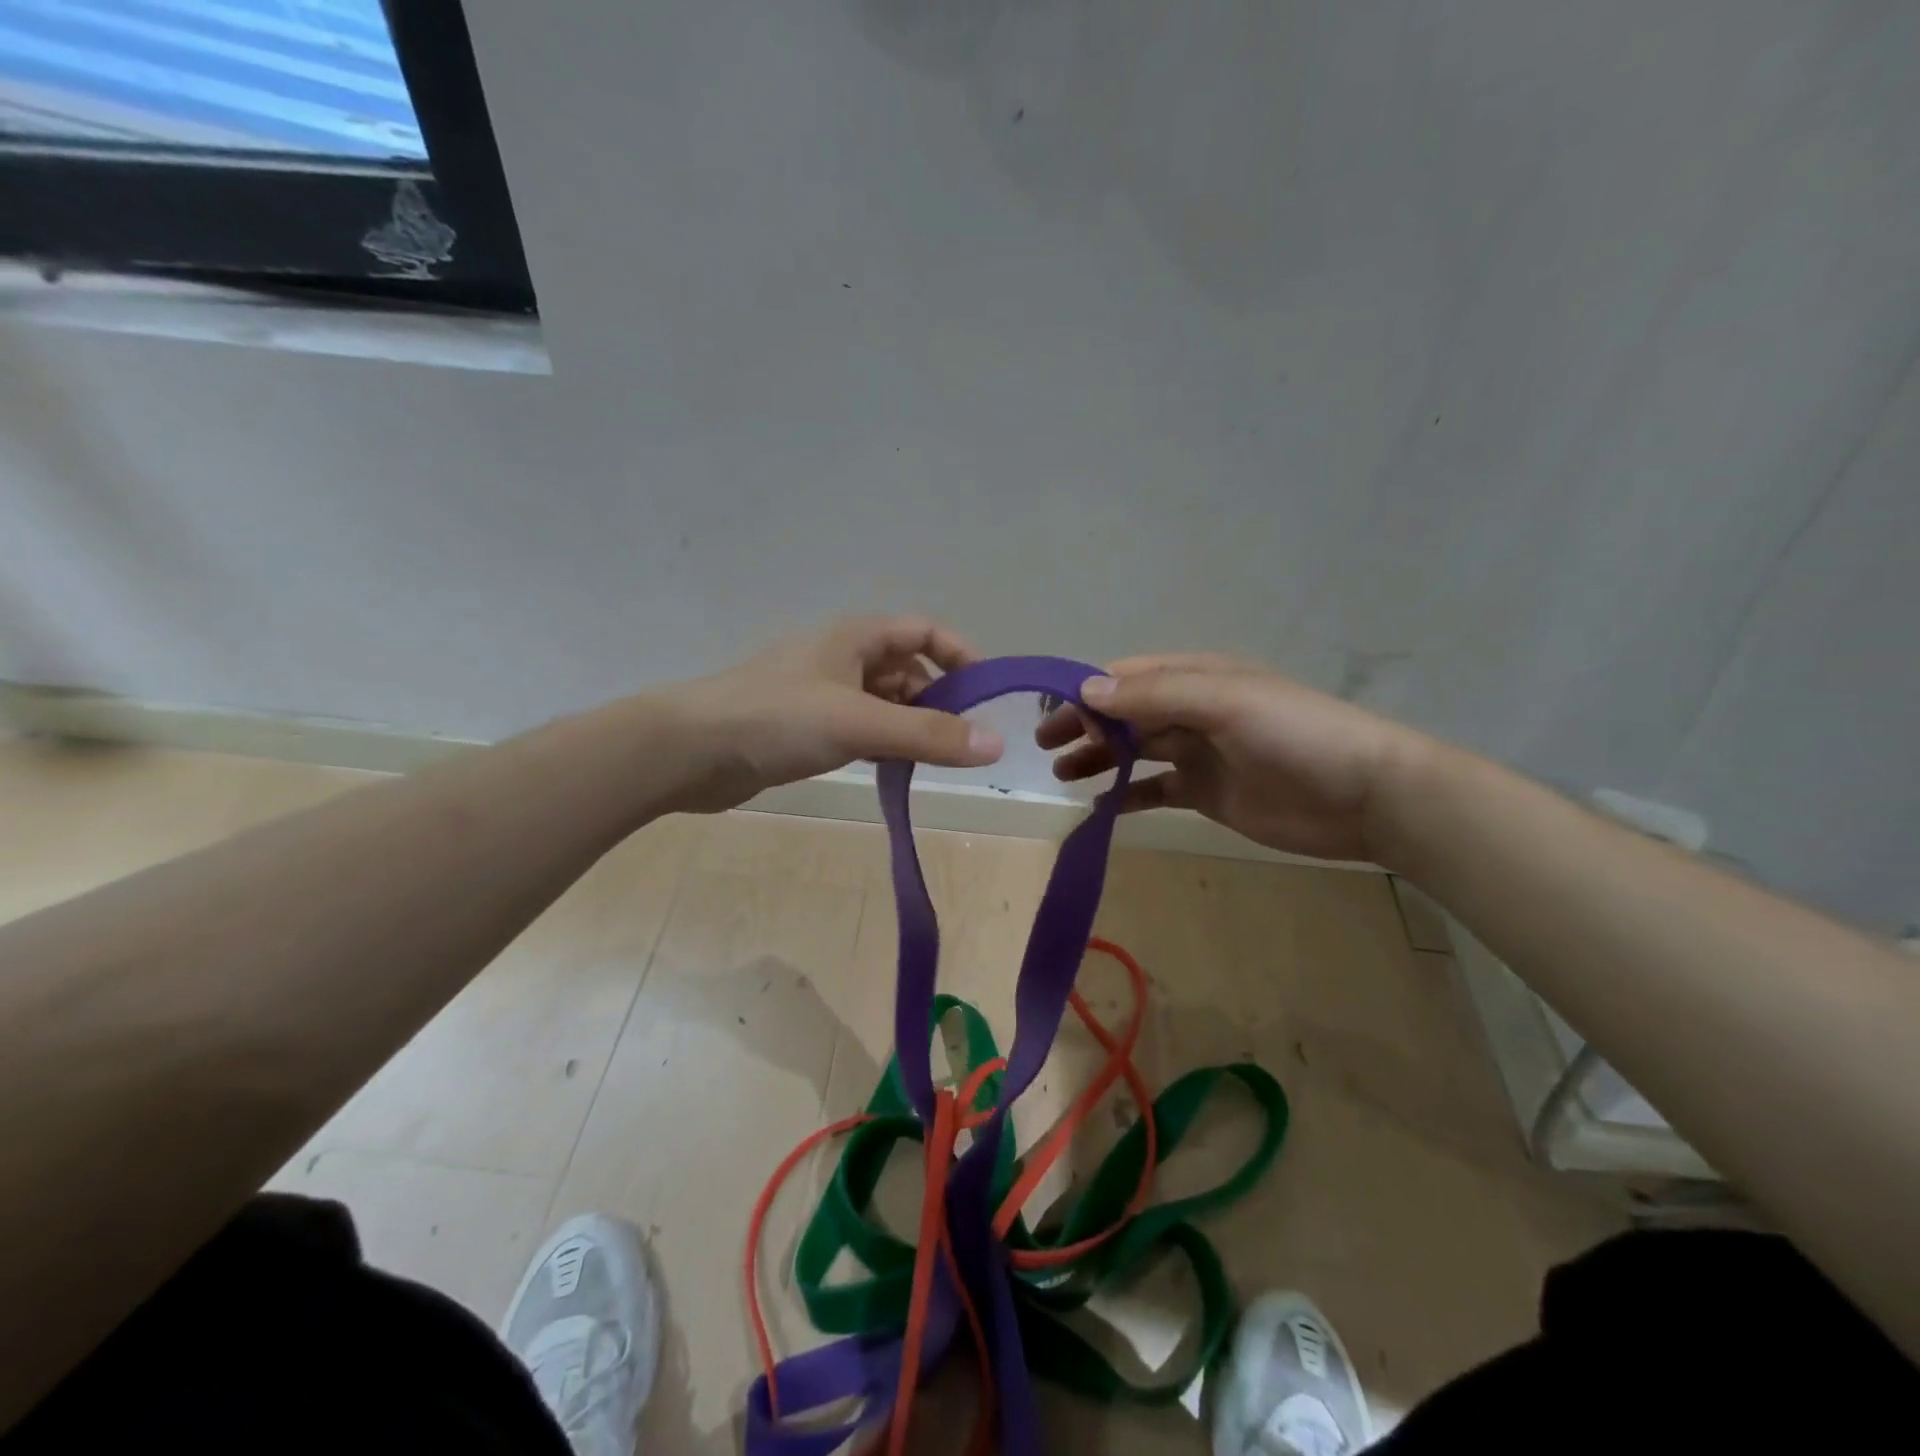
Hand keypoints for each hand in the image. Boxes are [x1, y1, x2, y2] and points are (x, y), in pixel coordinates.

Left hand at [653, 615, 1004, 812]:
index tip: (987, 696)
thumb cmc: (777, 719)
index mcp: (856, 637)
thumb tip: (996, 743)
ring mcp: (823, 693)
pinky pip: (862, 728)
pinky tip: (893, 770)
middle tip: (962, 743)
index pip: (925, 631)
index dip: (961, 656)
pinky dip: (883, 744)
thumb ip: (928, 734)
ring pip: (885, 703)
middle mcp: (843, 657)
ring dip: (911, 727)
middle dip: (939, 700)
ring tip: (933, 762)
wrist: (690, 751)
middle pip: (908, 670)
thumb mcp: (859, 723)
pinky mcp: (807, 727)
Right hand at [1036, 654, 1432, 862]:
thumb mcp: (1225, 703)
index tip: (1049, 713)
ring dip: (1098, 759)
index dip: (1087, 692)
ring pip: (1135, 751)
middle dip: (1085, 726)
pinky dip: (1127, 797)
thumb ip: (1155, 696)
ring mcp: (1199, 754)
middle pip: (1125, 715)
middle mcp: (1192, 711)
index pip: (1127, 678)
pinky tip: (1100, 808)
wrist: (1366, 797)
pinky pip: (1156, 791)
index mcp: (1196, 679)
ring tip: (1062, 775)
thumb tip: (1086, 691)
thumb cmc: (1296, 736)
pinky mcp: (1207, 794)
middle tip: (1044, 747)